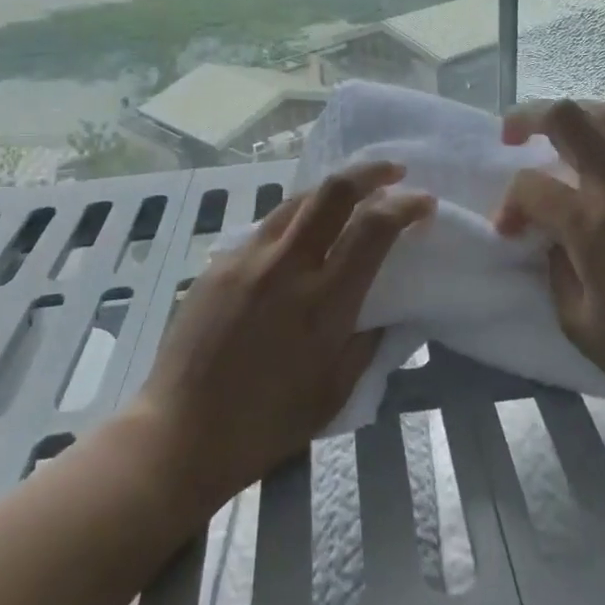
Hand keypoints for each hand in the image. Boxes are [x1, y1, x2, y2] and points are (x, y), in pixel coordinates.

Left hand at [132, 160, 434, 509]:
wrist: (180, 433)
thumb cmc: (267, 425)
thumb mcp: (336, 392)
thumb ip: (367, 341)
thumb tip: (384, 307)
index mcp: (324, 303)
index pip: (373, 228)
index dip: (405, 205)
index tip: (423, 203)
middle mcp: (286, 266)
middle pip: (333, 191)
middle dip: (370, 171)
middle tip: (393, 171)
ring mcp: (247, 258)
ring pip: (297, 200)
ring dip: (332, 192)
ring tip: (350, 200)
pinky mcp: (218, 262)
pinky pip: (266, 228)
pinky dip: (296, 222)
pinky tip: (299, 241)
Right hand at [493, 100, 604, 444]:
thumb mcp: (581, 326)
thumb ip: (554, 270)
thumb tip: (550, 236)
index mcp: (595, 227)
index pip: (532, 186)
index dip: (509, 204)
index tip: (510, 230)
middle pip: (570, 118)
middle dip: (529, 117)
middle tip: (514, 135)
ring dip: (581, 118)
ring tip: (567, 138)